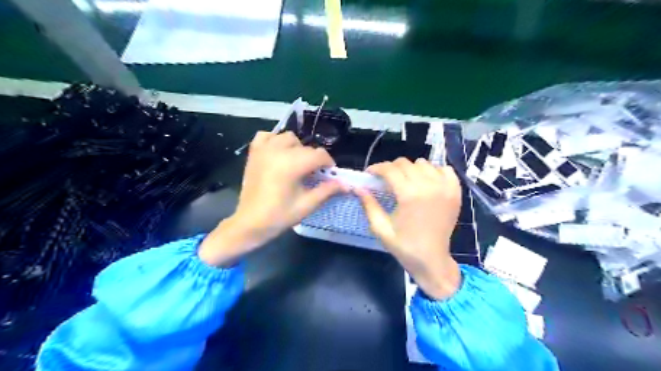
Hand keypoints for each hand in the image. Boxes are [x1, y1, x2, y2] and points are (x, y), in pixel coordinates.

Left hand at [198, 132, 346, 265]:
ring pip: (288, 138)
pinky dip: (275, 141)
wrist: (250, 223)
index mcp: (292, 164)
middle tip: (312, 175)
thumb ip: (328, 190)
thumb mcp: (307, 205)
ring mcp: (263, 150)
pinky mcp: (254, 153)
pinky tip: (278, 154)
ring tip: (295, 164)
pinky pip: (267, 136)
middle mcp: (278, 151)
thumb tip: (346, 184)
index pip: (319, 155)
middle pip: (305, 147)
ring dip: (296, 148)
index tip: (329, 174)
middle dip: (313, 159)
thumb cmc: (280, 216)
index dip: (328, 164)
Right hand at [356, 158, 460, 299]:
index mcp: (409, 195)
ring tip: (406, 182)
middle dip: (391, 169)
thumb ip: (369, 205)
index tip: (370, 173)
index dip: (376, 168)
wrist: (431, 260)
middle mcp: (429, 186)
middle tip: (386, 181)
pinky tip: (426, 182)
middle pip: (405, 163)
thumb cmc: (404, 245)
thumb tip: (358, 188)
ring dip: (411, 169)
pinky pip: (444, 169)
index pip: (390, 170)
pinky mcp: (455, 192)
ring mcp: (445, 187)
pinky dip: (433, 171)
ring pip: (423, 163)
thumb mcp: (381, 228)